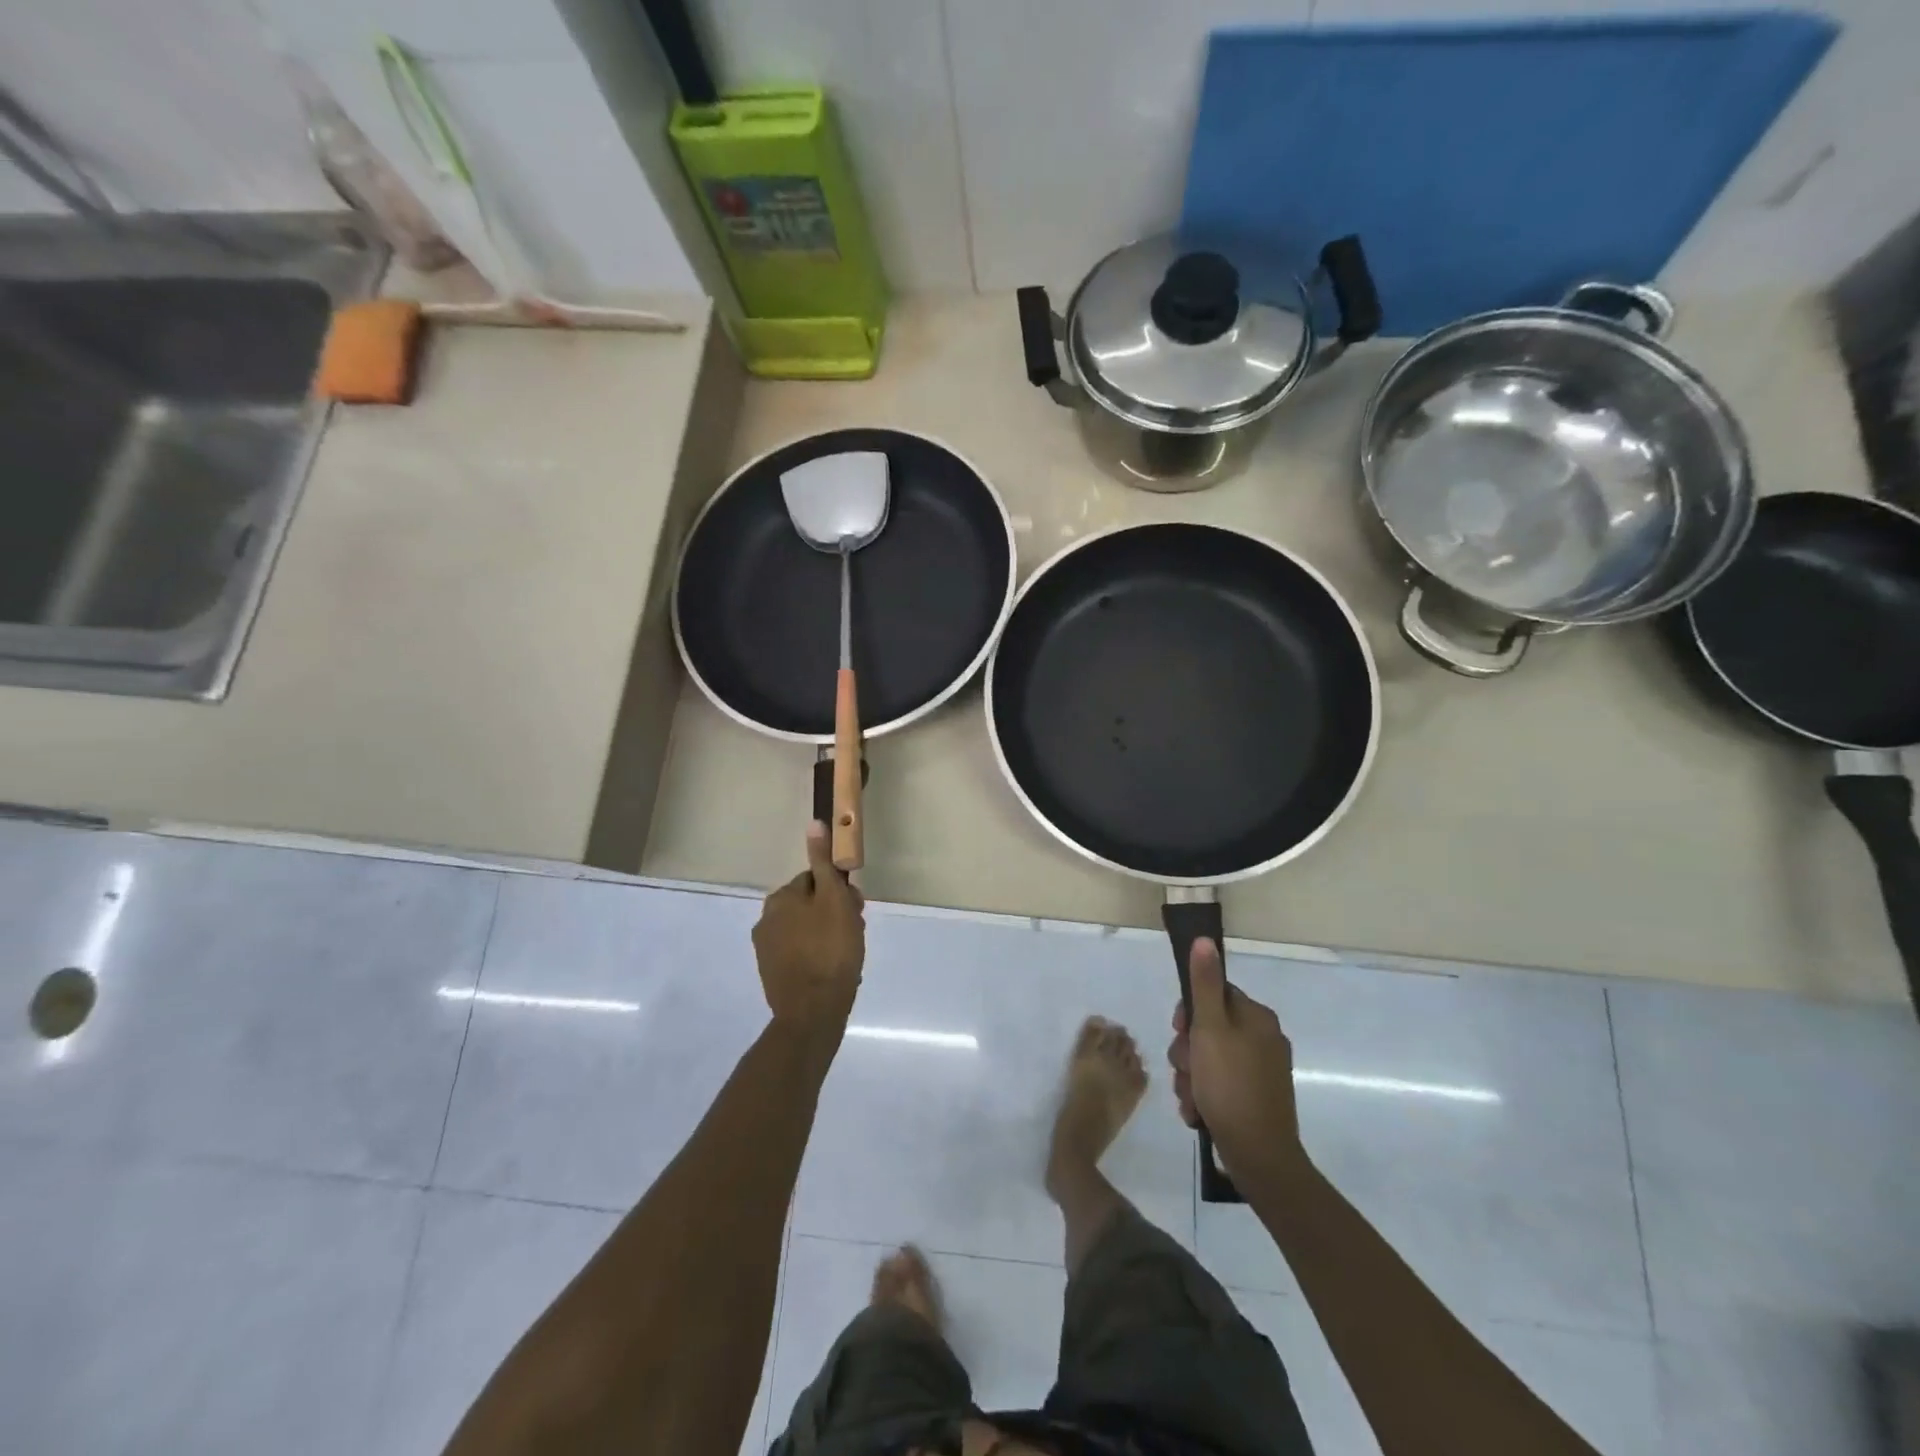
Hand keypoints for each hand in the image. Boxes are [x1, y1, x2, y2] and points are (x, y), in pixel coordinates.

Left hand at [753, 822, 864, 1029]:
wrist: (813, 1013)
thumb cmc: (830, 950)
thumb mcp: (833, 899)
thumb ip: (824, 864)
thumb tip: (813, 824)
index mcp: (780, 899)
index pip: (814, 880)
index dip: (840, 892)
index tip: (856, 909)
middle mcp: (766, 920)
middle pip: (810, 905)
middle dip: (833, 914)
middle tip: (855, 933)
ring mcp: (767, 950)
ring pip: (807, 930)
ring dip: (827, 935)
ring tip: (847, 955)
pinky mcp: (773, 974)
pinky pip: (801, 954)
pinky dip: (817, 957)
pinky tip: (833, 970)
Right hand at [1168, 939, 1306, 1186]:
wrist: (1260, 1158)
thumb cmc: (1230, 1087)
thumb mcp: (1209, 1030)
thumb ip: (1204, 985)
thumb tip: (1204, 940)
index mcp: (1257, 1018)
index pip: (1213, 994)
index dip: (1189, 1013)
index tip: (1180, 1032)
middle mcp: (1263, 1039)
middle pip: (1208, 1028)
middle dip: (1187, 1052)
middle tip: (1186, 1070)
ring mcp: (1261, 1071)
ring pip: (1208, 1059)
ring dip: (1191, 1076)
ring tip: (1191, 1098)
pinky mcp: (1255, 1098)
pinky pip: (1219, 1084)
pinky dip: (1204, 1095)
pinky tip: (1198, 1112)